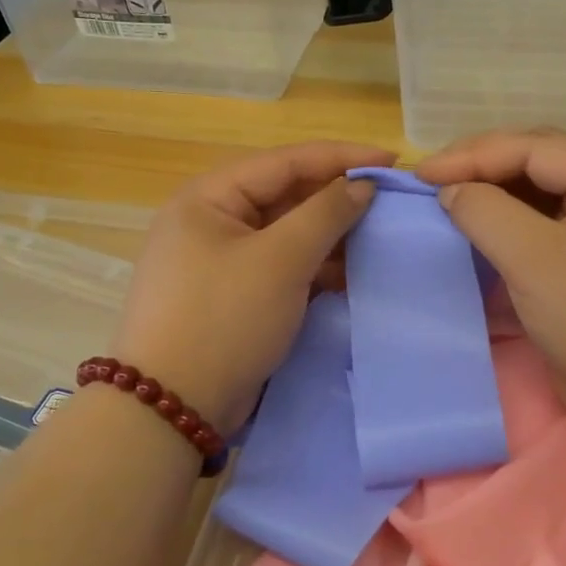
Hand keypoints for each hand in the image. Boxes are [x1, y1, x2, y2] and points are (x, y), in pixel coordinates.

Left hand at [112, 141, 393, 434]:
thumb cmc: (224, 319)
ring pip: (285, 236)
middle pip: (284, 197)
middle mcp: (211, 222)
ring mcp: (221, 262)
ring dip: (329, 238)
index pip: (284, 162)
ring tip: (378, 240)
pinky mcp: (233, 298)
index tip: (392, 161)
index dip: (340, 158)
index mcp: (209, 198)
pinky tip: (350, 276)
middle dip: (336, 200)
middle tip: (389, 204)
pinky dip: (314, 269)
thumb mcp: (280, 260)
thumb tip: (361, 186)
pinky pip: (280, 269)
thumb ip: (325, 214)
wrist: (173, 407)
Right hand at [416, 129, 565, 442]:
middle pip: (542, 163)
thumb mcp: (536, 261)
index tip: (421, 174)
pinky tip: (485, 232)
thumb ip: (486, 212)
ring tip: (451, 203)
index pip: (536, 147)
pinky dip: (514, 226)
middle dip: (484, 169)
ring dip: (497, 196)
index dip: (473, 155)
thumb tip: (452, 191)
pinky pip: (552, 226)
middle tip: (432, 183)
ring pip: (545, 195)